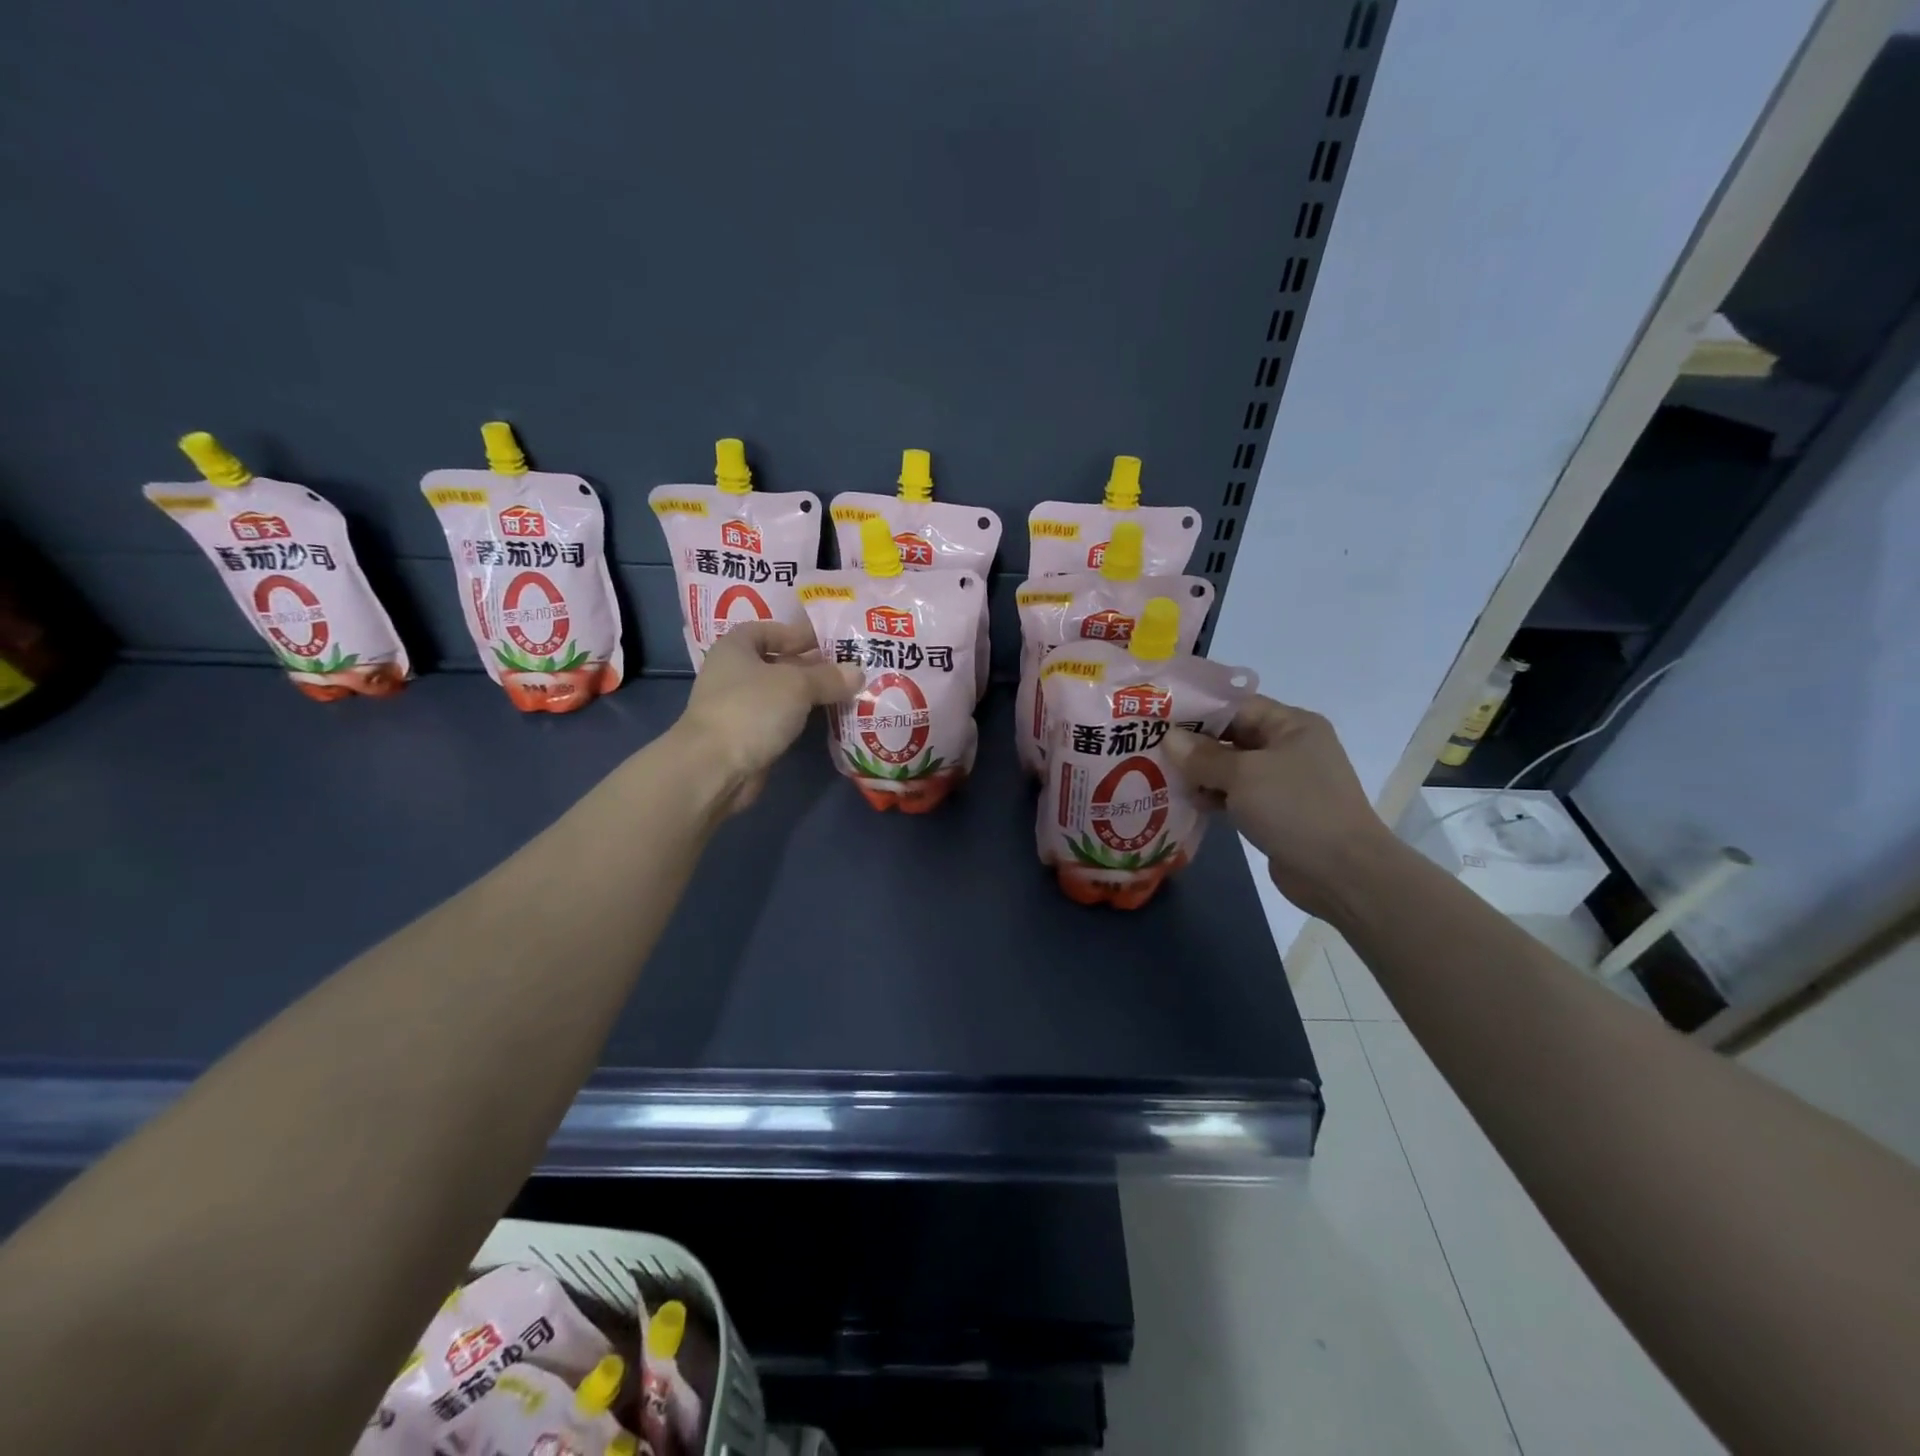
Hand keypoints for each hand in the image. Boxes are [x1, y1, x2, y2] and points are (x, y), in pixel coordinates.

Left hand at [672, 621, 861, 814]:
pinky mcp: (747, 736)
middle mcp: (733, 673)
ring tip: (846, 693)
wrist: (715, 767)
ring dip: (809, 694)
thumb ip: (829, 677)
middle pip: (778, 662)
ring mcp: (739, 707)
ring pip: (781, 694)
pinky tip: (827, 719)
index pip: (769, 630)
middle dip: (811, 666)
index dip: (798, 633)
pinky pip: (781, 720)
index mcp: (736, 648)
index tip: (830, 641)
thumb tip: (858, 672)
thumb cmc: (752, 709)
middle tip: (848, 668)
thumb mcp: (797, 685)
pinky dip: (801, 718)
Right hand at [1165, 696, 1399, 920]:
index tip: (1158, 718)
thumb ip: (1203, 756)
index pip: (1237, 706)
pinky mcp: (1277, 812)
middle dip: (1194, 744)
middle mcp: (1290, 748)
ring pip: (1232, 768)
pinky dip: (1214, 797)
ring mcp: (1284, 782)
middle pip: (1233, 736)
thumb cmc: (1296, 809)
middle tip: (1150, 747)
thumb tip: (1169, 738)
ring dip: (1200, 773)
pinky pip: (1237, 796)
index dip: (1198, 711)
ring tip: (1159, 776)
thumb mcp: (1244, 775)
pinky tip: (1185, 802)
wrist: (1342, 873)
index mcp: (1292, 725)